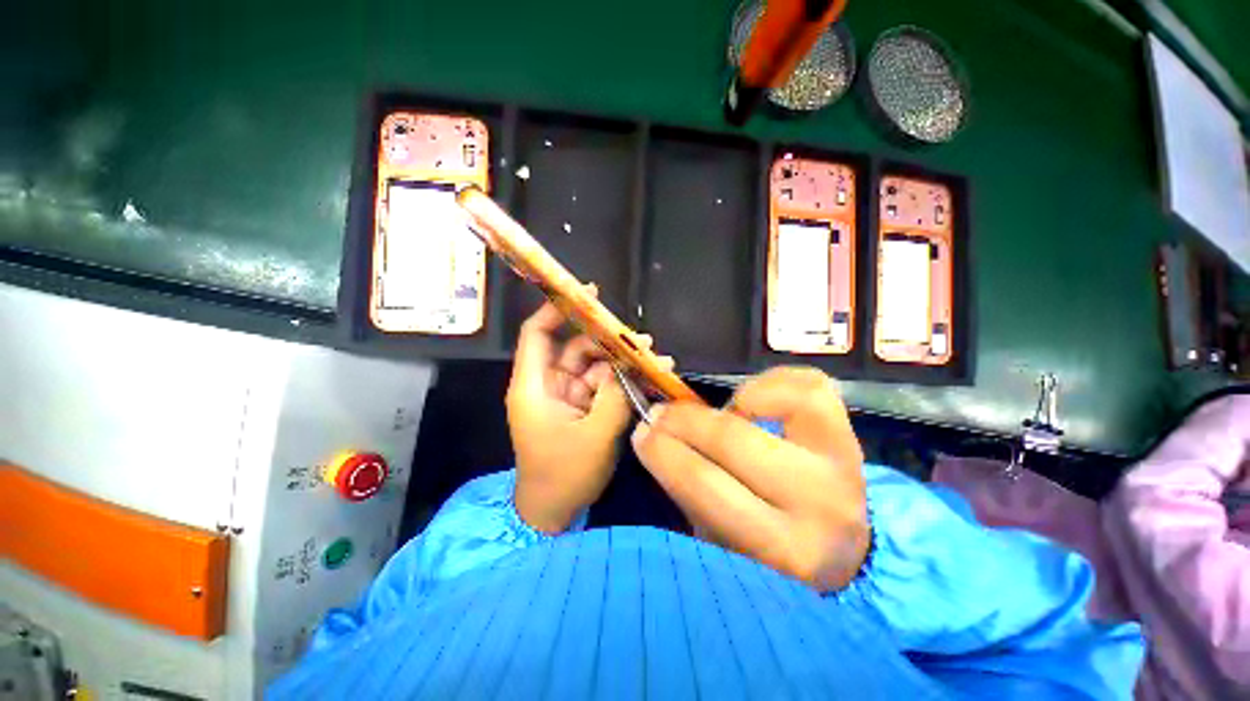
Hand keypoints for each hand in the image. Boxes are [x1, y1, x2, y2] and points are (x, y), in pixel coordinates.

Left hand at [508, 291, 637, 532]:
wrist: (555, 511)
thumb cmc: (564, 476)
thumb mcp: (594, 437)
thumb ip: (614, 398)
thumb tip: (629, 366)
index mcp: (534, 386)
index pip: (537, 335)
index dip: (556, 311)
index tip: (586, 296)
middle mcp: (549, 384)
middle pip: (575, 346)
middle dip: (608, 340)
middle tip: (642, 341)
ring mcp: (568, 394)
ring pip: (594, 364)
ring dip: (621, 360)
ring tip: (655, 358)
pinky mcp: (582, 406)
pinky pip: (603, 383)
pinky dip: (622, 379)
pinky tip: (648, 375)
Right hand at [631, 367, 868, 591]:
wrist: (848, 553)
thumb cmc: (770, 552)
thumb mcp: (722, 542)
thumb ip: (689, 492)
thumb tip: (654, 435)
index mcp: (782, 549)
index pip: (707, 487)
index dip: (664, 453)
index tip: (642, 433)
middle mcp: (819, 503)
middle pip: (733, 441)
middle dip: (682, 422)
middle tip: (659, 415)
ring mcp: (842, 461)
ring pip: (775, 404)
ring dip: (731, 403)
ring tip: (718, 414)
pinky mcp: (851, 431)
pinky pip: (809, 386)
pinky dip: (771, 383)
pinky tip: (752, 400)